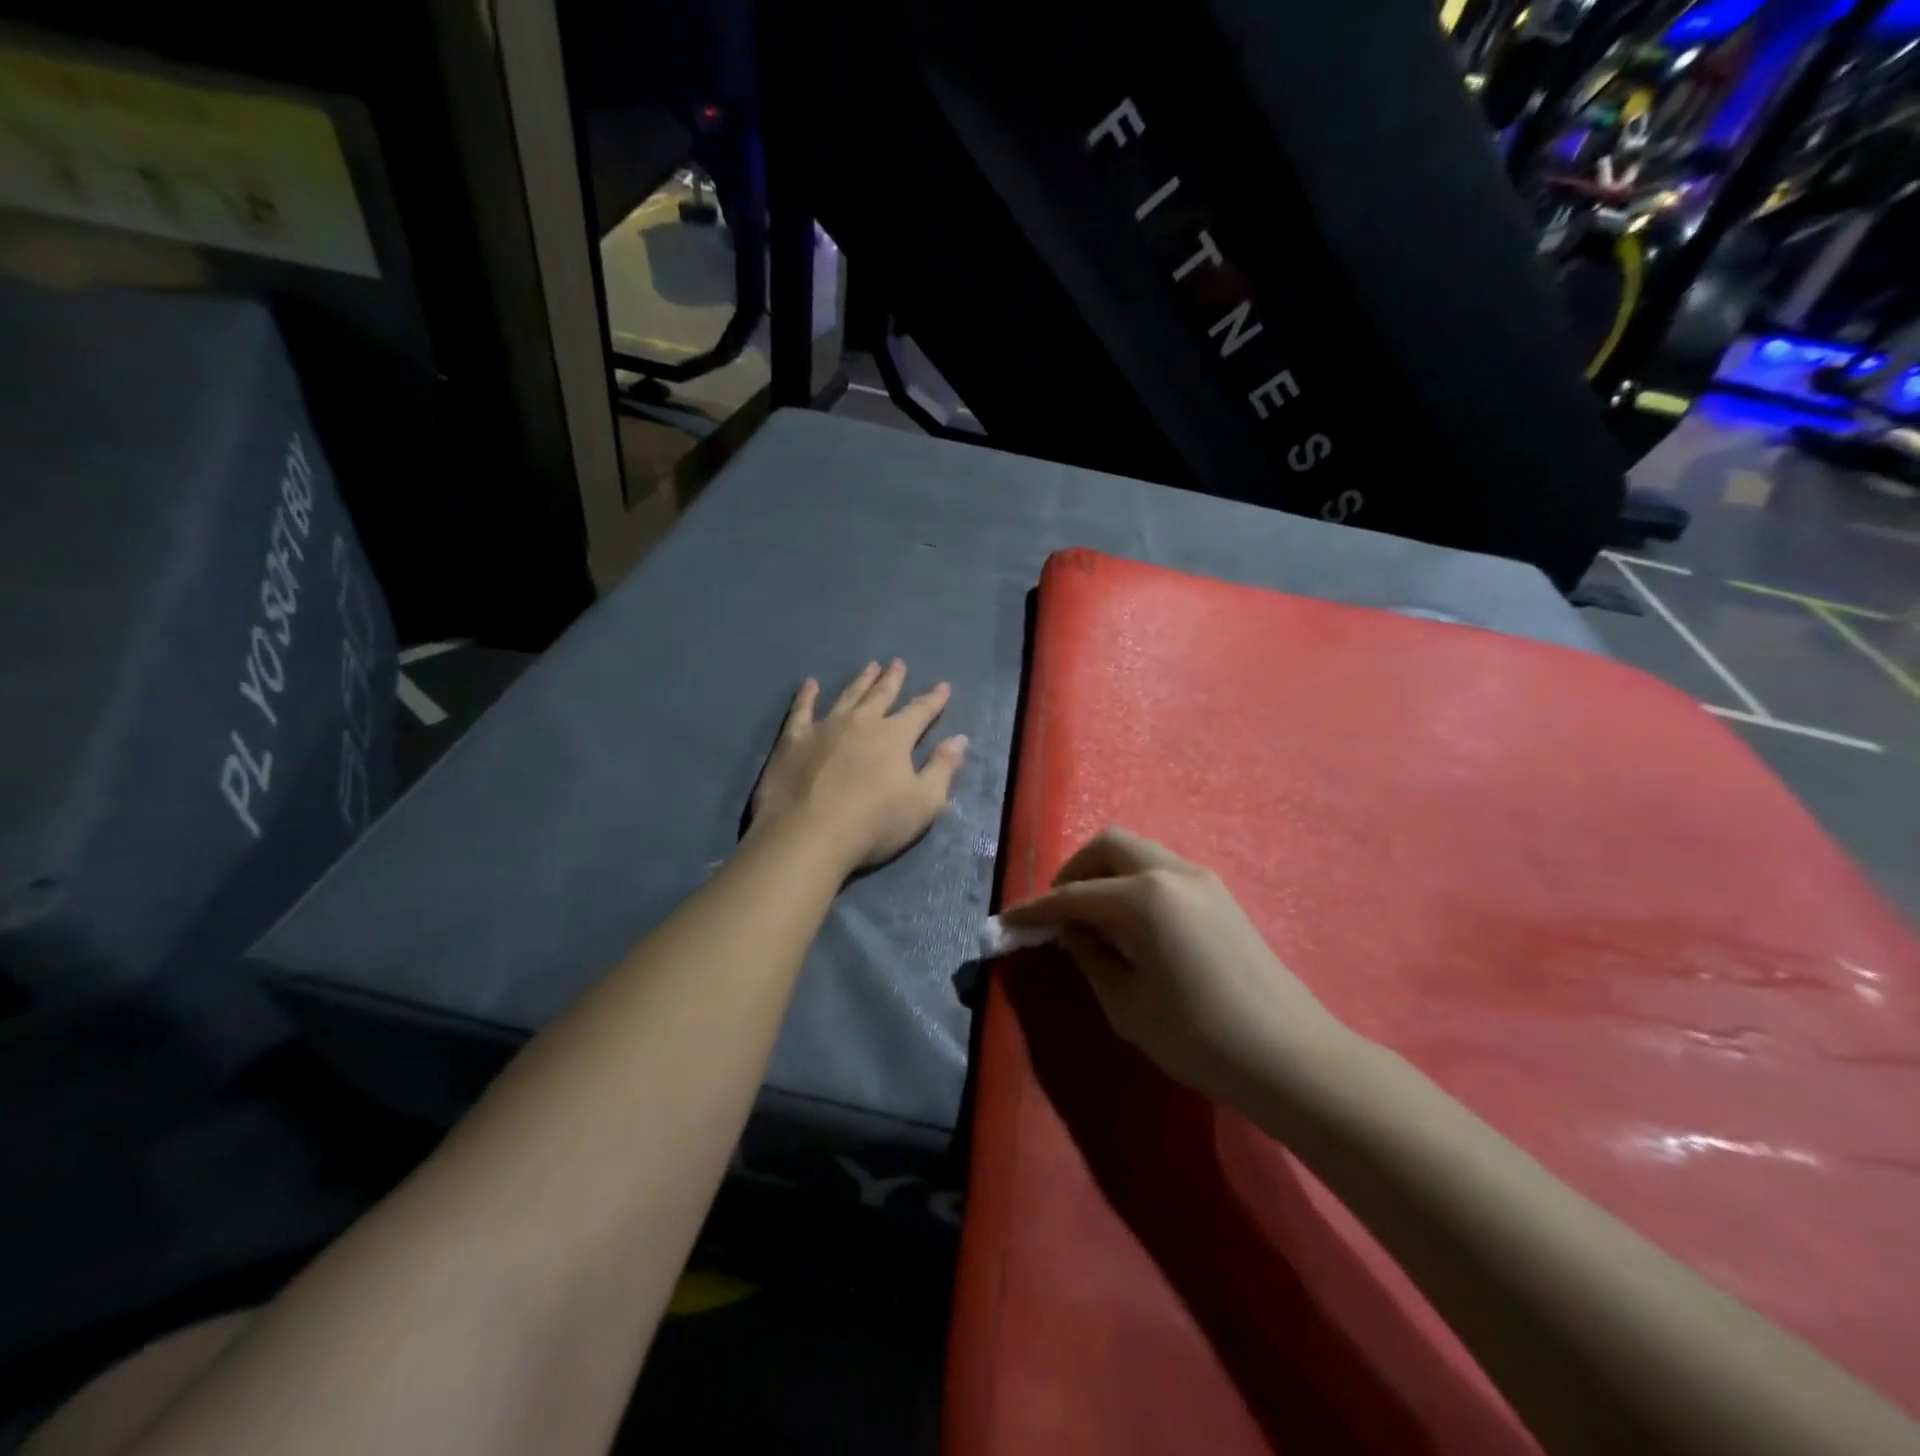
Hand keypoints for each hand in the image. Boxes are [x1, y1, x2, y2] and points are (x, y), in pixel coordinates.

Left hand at [751, 660, 968, 872]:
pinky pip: (802, 710)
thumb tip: (959, 739)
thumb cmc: (874, 824)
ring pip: (847, 696)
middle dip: (893, 679)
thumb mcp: (924, 802)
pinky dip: (807, 696)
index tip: (943, 686)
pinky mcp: (794, 740)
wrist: (809, 836)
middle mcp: (861, 722)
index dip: (934, 699)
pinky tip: (810, 684)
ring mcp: (825, 728)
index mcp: (895, 737)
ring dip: (860, 681)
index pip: (920, 711)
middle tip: (898, 662)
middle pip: (881, 695)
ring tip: (869, 666)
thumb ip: (943, 768)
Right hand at [1001, 828, 1343, 1107]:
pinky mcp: (1219, 894)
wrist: (1289, 1056)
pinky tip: (1129, 924)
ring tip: (1091, 919)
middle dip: (1074, 871)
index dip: (1037, 910)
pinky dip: (1133, 882)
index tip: (1008, 921)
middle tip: (1058, 912)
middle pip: (1109, 845)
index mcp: (1145, 896)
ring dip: (1105, 873)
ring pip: (1138, 851)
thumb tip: (1070, 931)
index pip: (1075, 895)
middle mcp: (1172, 871)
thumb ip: (1090, 957)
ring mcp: (1202, 878)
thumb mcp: (1127, 1005)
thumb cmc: (1199, 1037)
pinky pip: (1161, 869)